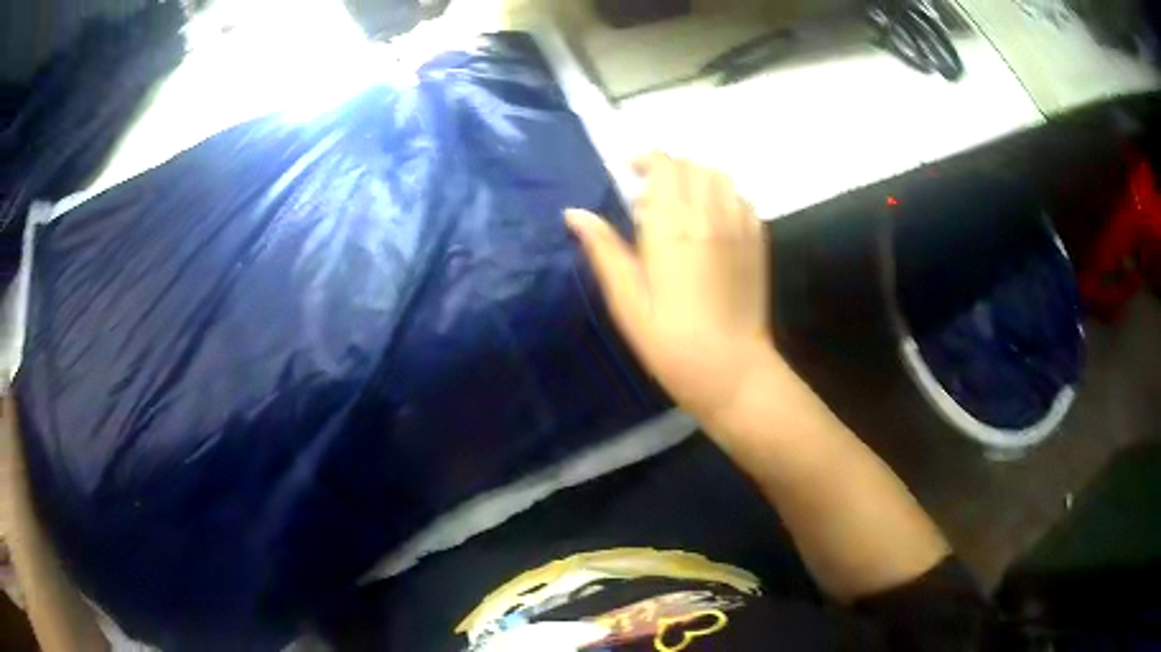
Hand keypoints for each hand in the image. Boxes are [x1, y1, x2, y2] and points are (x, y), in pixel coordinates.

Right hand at [566, 153, 778, 422]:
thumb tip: (574, 213)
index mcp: (673, 228)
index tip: (630, 173)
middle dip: (669, 168)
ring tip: (682, 203)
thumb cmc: (671, 343)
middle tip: (651, 195)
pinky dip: (722, 196)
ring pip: (720, 177)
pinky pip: (741, 198)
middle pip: (692, 166)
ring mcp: (740, 226)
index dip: (646, 160)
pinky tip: (711, 220)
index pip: (665, 166)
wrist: (732, 370)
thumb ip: (604, 251)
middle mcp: (710, 216)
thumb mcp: (627, 302)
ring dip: (697, 178)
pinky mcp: (758, 241)